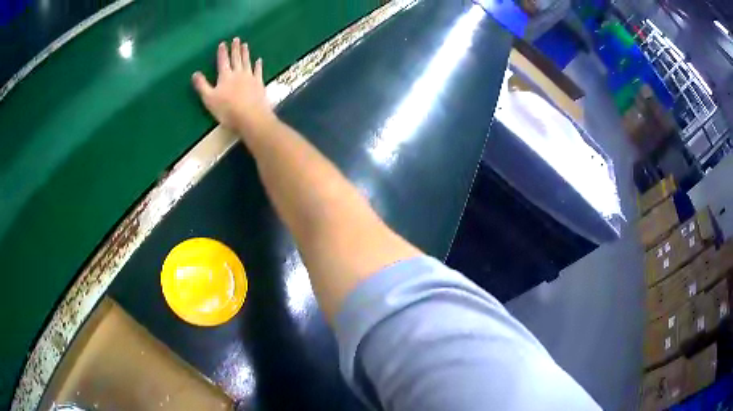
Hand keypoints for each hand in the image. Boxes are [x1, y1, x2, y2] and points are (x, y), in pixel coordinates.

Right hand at [192, 38, 276, 135]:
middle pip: (236, 58)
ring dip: (246, 53)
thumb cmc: (227, 109)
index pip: (223, 61)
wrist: (251, 117)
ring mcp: (250, 77)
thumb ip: (202, 85)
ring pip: (247, 61)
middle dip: (235, 48)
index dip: (222, 52)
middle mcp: (238, 73)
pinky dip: (258, 64)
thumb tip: (194, 73)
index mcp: (225, 76)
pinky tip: (259, 60)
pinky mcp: (259, 83)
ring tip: (245, 45)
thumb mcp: (209, 99)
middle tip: (237, 39)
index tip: (223, 43)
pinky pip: (258, 71)